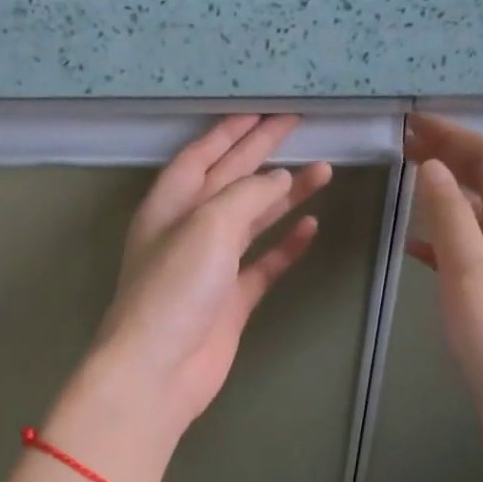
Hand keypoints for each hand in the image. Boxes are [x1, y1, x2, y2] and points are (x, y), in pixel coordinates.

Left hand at [85, 114, 331, 436]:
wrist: (159, 370)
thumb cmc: (174, 290)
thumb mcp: (207, 226)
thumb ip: (245, 195)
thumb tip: (278, 178)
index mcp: (169, 206)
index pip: (202, 155)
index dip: (232, 131)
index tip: (265, 111)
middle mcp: (187, 231)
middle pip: (229, 181)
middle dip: (262, 152)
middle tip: (298, 126)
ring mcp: (210, 268)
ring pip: (252, 221)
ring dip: (284, 195)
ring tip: (323, 171)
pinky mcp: (230, 302)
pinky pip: (263, 265)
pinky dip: (285, 246)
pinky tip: (311, 226)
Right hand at [405, 113, 482, 481]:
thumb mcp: (471, 275)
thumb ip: (449, 219)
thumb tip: (431, 168)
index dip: (455, 137)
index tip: (414, 124)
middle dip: (451, 158)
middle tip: (405, 145)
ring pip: (478, 216)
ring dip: (445, 194)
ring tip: (407, 183)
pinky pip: (469, 252)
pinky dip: (442, 238)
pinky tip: (416, 245)